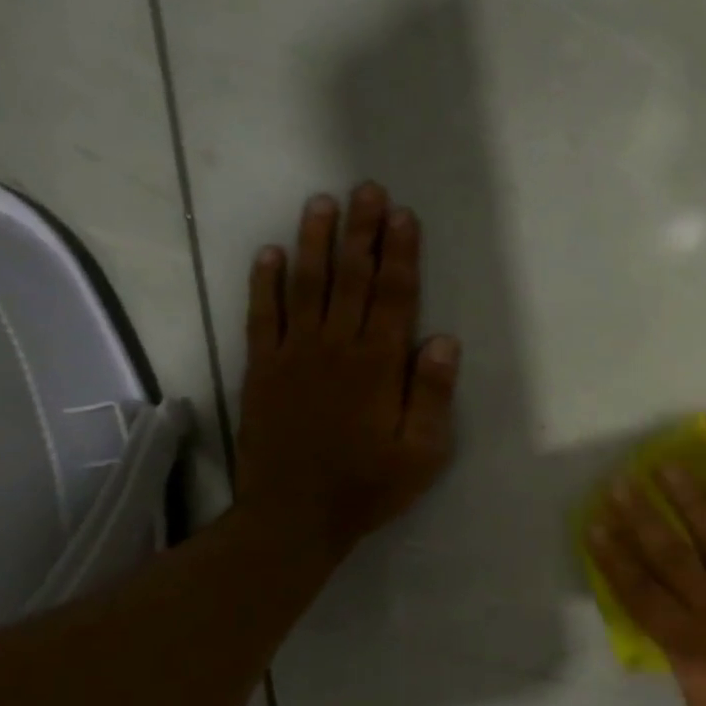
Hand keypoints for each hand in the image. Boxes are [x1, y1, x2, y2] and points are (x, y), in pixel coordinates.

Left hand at [236, 184, 458, 561]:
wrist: (294, 516)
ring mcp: (293, 354)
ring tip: (322, 202)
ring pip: (306, 285)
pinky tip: (269, 252)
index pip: (394, 296)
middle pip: (352, 278)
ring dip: (315, 242)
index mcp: (377, 365)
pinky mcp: (262, 368)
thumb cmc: (369, 485)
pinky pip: (262, 314)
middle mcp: (335, 347)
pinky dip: (264, 281)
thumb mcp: (422, 452)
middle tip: (367, 189)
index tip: (403, 215)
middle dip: (362, 232)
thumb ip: (432, 394)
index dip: (400, 253)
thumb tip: (443, 339)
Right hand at [588, 466, 705, 705]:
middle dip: (643, 516)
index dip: (614, 557)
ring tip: (671, 468)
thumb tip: (685, 632)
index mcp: (688, 647)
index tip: (595, 524)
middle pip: (671, 554)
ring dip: (692, 500)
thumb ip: (689, 663)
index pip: (640, 592)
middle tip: (623, 481)